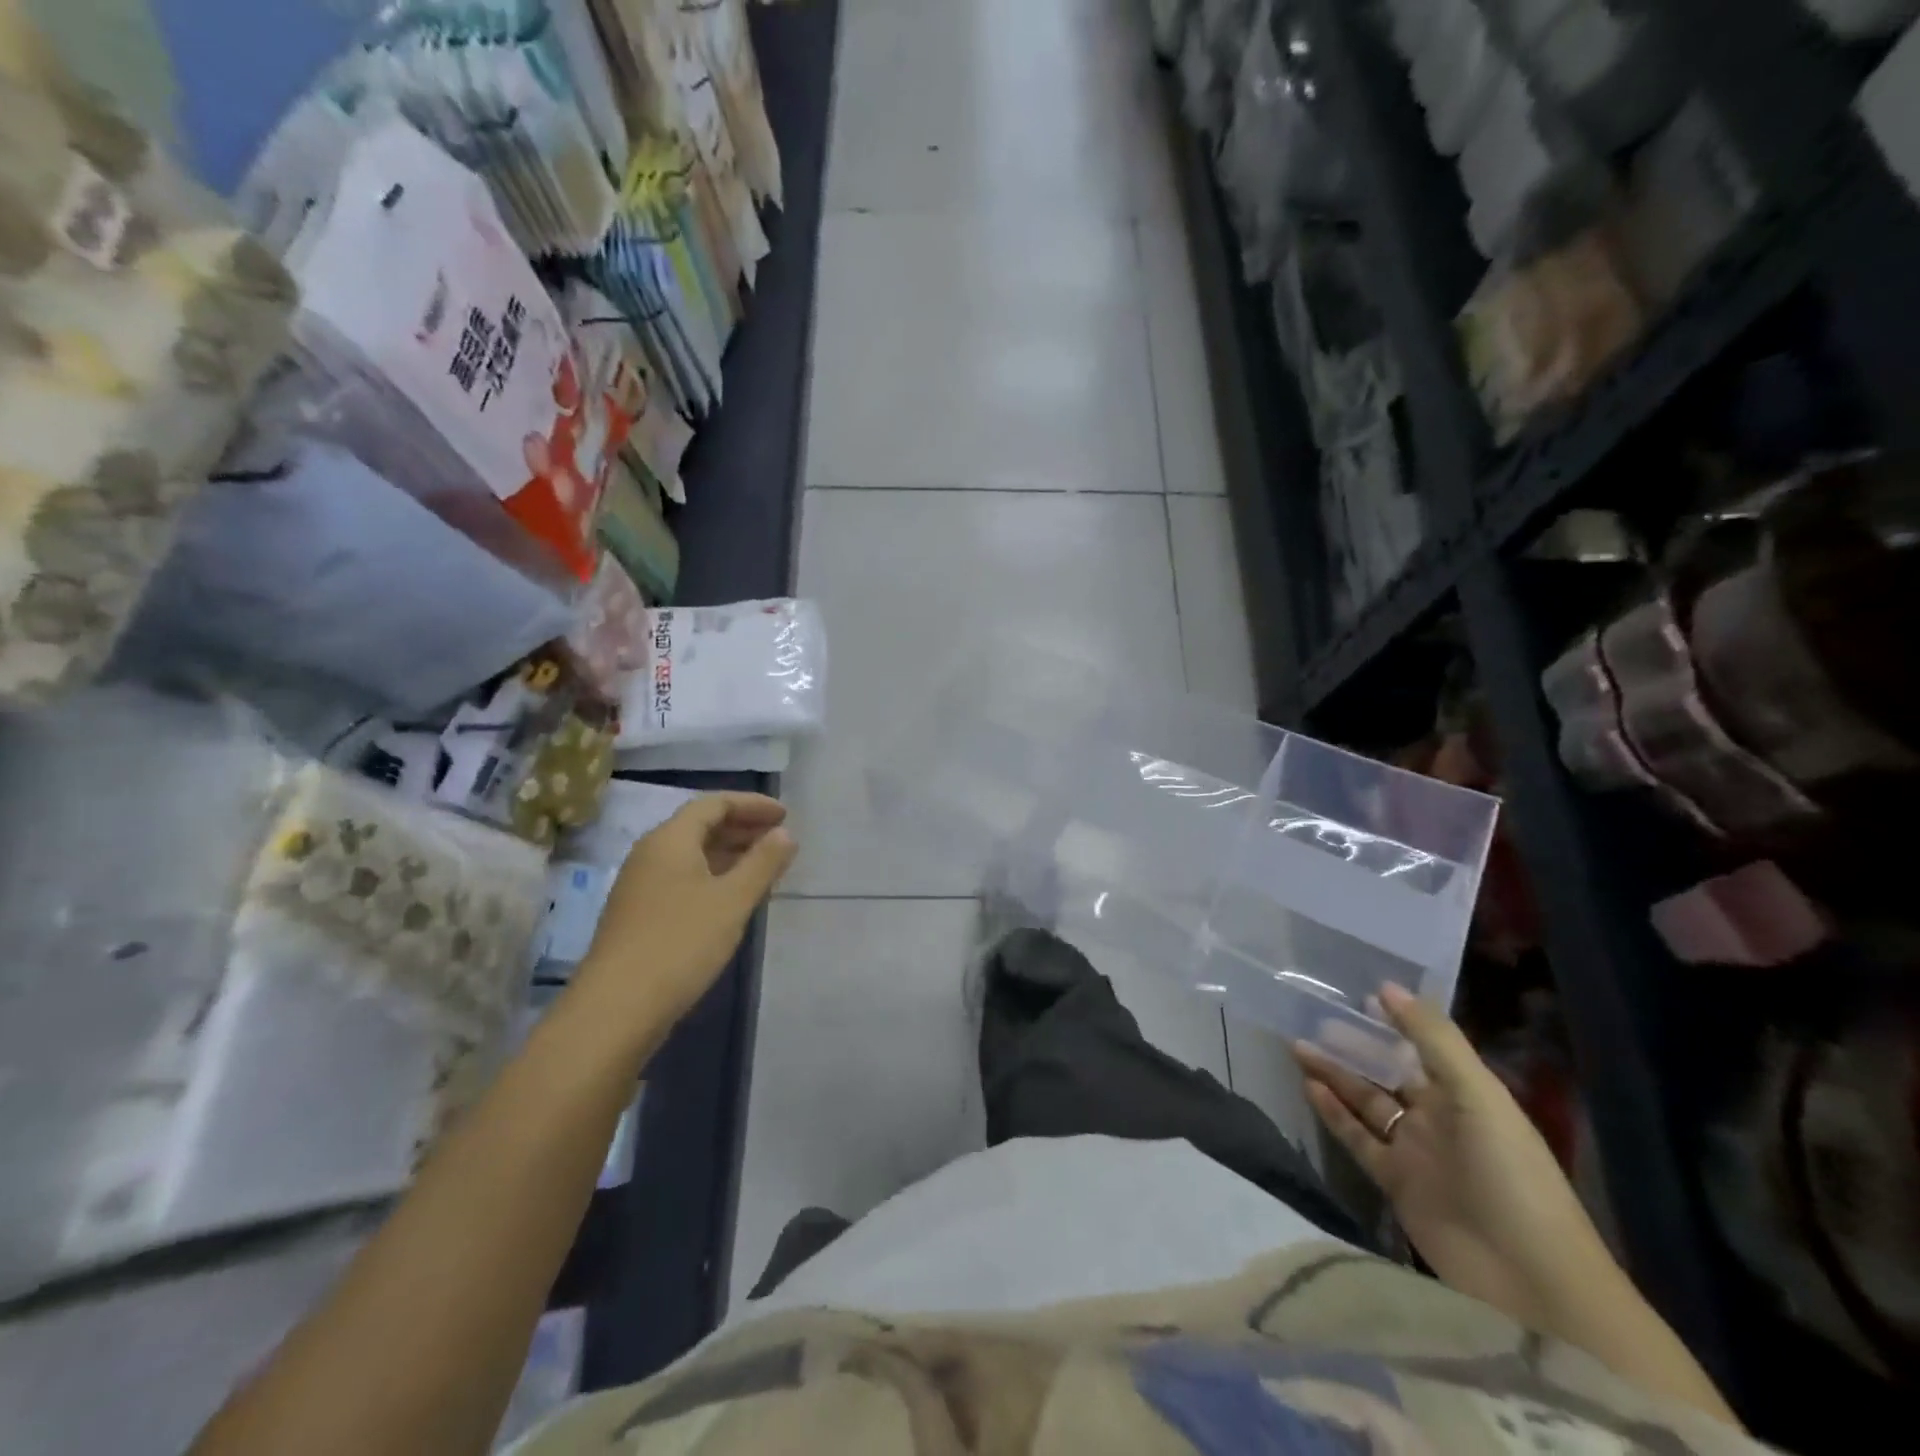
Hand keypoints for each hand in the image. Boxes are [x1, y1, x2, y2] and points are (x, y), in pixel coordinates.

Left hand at [573, 793, 795, 1031]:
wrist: (617, 1008)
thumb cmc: (681, 943)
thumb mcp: (733, 900)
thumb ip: (763, 862)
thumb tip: (784, 833)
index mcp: (670, 839)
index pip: (714, 803)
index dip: (752, 804)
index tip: (785, 815)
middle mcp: (651, 854)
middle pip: (700, 826)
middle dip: (742, 827)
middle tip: (779, 839)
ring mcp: (641, 886)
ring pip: (692, 855)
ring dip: (730, 853)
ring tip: (764, 867)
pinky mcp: (640, 914)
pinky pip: (683, 878)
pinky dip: (714, 876)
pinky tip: (733, 899)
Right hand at [1294, 985, 1615, 1329]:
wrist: (1529, 1279)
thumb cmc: (1510, 1173)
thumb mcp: (1477, 1095)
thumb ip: (1432, 1039)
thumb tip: (1386, 986)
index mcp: (1465, 1094)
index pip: (1421, 1046)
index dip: (1392, 1021)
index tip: (1354, 994)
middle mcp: (1438, 1117)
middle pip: (1387, 1073)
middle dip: (1353, 1047)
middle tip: (1311, 1018)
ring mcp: (1415, 1151)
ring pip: (1366, 1102)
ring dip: (1335, 1075)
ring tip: (1297, 1046)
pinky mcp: (1395, 1183)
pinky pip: (1357, 1139)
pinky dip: (1334, 1114)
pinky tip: (1309, 1088)